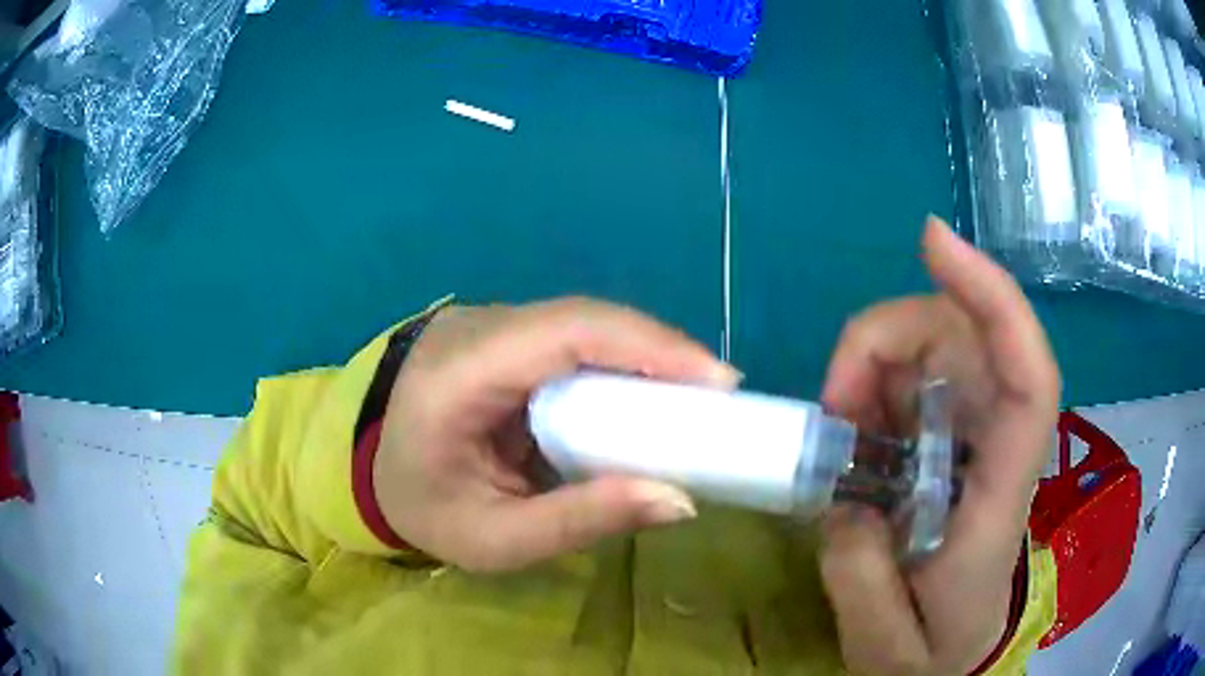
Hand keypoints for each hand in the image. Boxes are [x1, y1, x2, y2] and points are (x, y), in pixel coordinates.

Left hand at [373, 298, 740, 571]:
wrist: (369, 468)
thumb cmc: (424, 507)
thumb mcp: (494, 539)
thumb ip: (580, 521)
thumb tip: (679, 500)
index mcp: (458, 374)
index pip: (566, 334)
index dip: (649, 347)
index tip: (717, 381)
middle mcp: (476, 329)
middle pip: (586, 321)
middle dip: (662, 353)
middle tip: (721, 397)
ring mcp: (488, 323)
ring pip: (584, 326)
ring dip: (646, 357)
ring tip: (696, 399)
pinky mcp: (503, 335)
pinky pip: (572, 339)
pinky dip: (619, 364)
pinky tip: (648, 395)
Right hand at [817, 218, 1060, 674]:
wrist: (954, 654)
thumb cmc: (933, 654)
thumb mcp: (886, 644)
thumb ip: (861, 579)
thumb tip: (844, 500)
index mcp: (1003, 497)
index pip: (1028, 375)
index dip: (991, 296)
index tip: (932, 241)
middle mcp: (1001, 445)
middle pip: (965, 339)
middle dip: (889, 342)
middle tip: (832, 406)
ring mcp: (978, 435)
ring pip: (938, 347)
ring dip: (876, 364)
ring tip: (836, 427)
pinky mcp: (955, 438)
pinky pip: (919, 378)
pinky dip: (877, 384)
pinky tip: (854, 430)